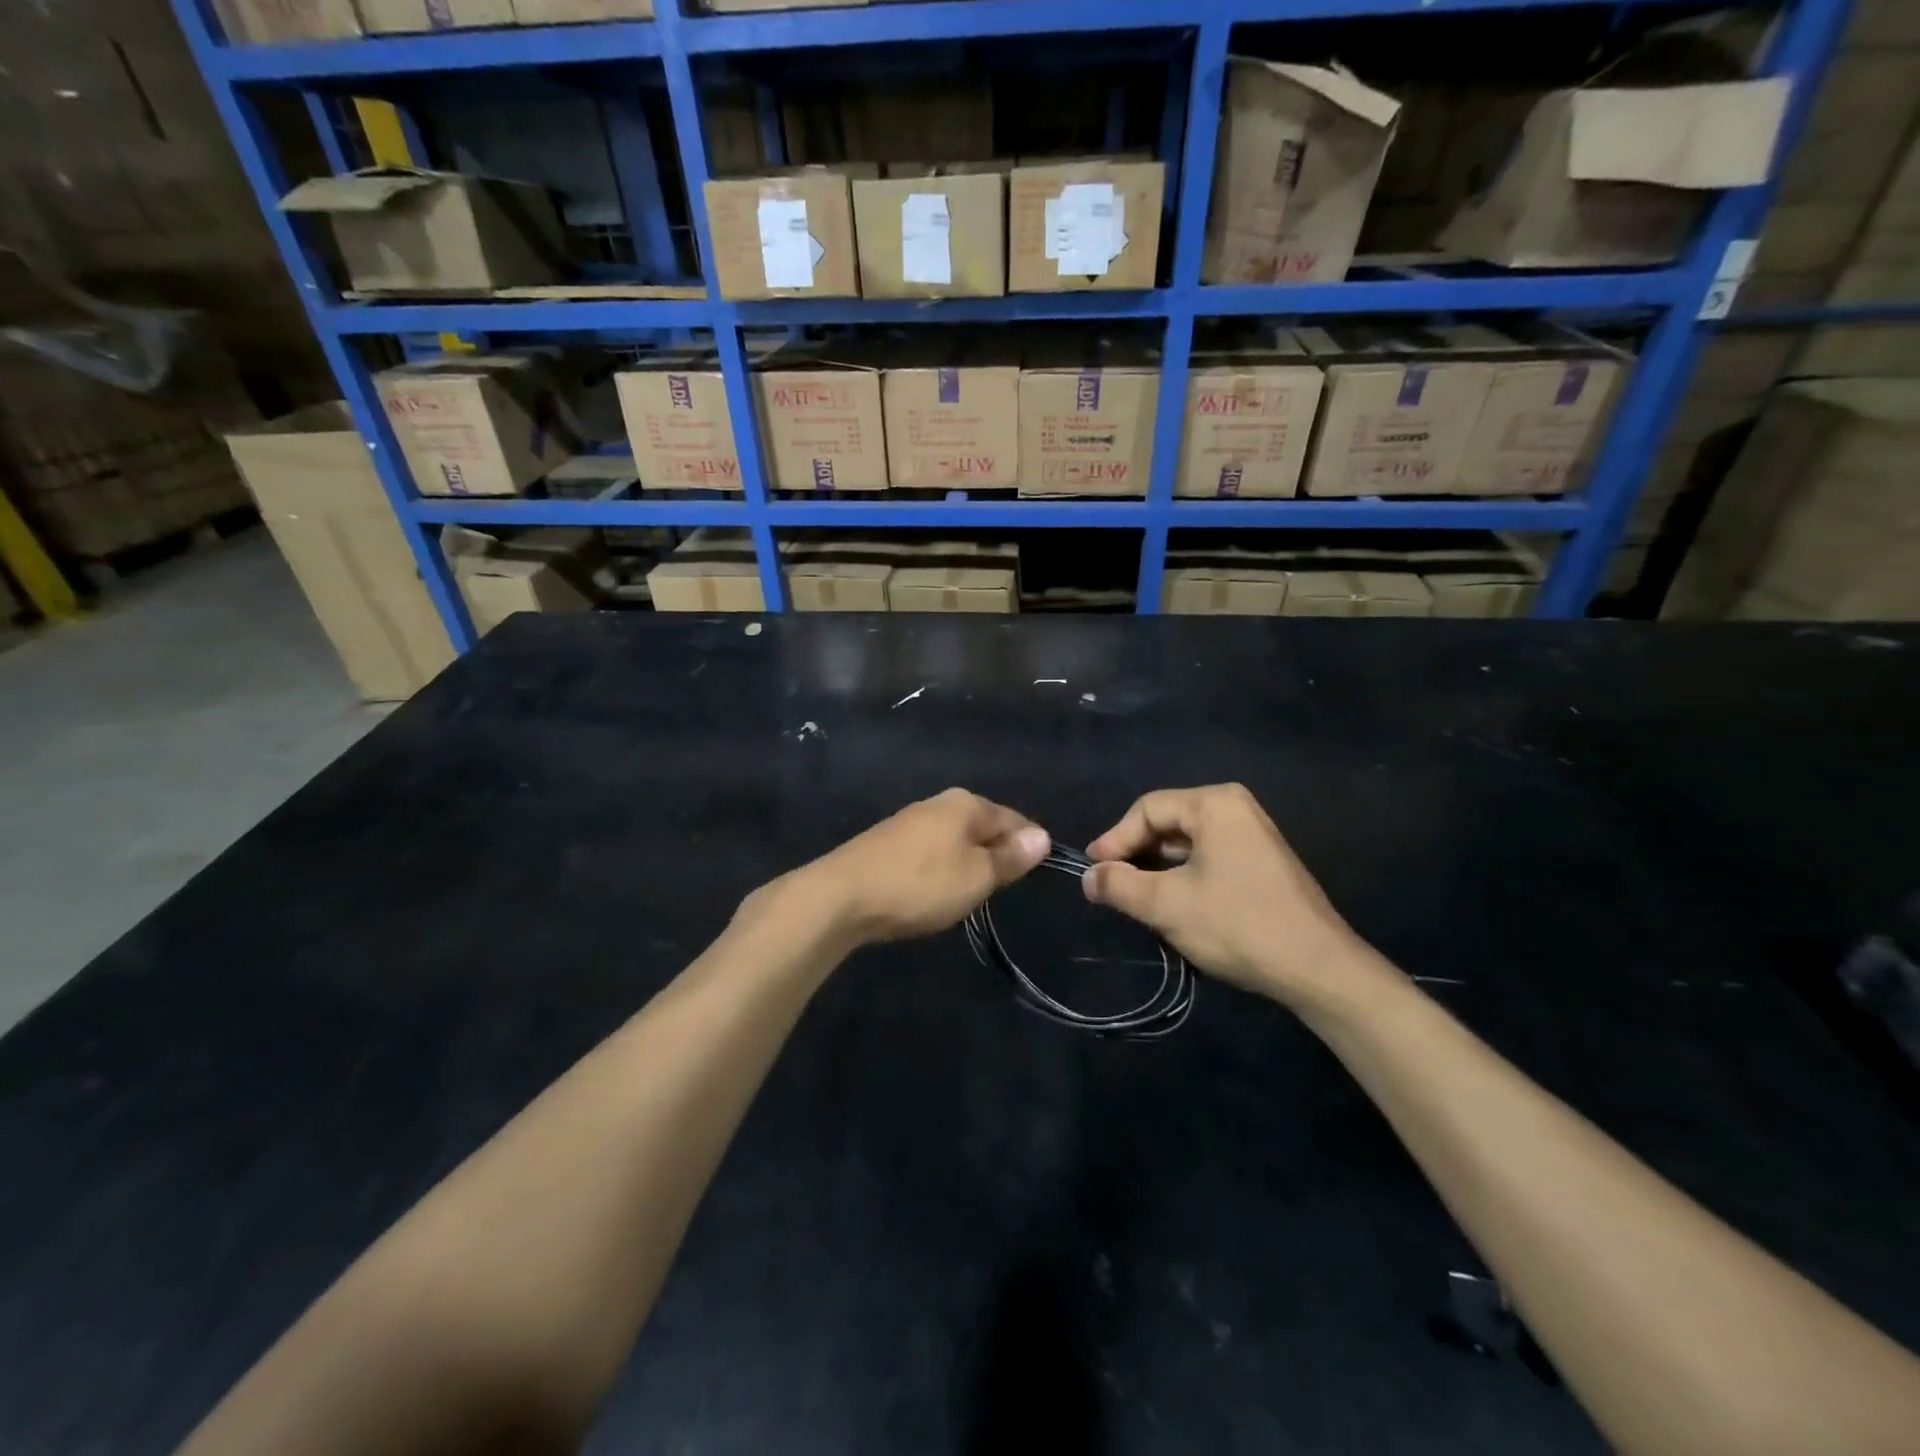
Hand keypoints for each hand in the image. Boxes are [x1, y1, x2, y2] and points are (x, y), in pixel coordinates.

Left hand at [794, 789, 1051, 946]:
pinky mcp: (888, 842)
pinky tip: (937, 888)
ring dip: (969, 861)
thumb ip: (1010, 857)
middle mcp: (938, 803)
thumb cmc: (920, 884)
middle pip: (983, 825)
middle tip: (1006, 886)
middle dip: (998, 852)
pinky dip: (942, 867)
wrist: (841, 896)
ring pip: (956, 838)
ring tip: (975, 891)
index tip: (1041, 870)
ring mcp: (910, 821)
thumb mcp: (976, 876)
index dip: (1030, 844)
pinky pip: (931, 850)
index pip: (1013, 819)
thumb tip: (1042, 837)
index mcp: (966, 804)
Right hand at [1081, 784, 1367, 1007]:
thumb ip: (1119, 885)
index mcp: (1214, 804)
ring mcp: (1252, 834)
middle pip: (1167, 823)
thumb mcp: (1166, 905)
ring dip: (1157, 869)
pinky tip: (1172, 905)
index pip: (1147, 809)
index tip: (1093, 872)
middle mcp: (1235, 808)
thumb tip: (1089, 877)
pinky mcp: (1261, 862)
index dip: (1114, 839)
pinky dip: (1183, 876)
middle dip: (1136, 855)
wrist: (1318, 969)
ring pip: (1186, 844)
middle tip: (1111, 886)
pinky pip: (1208, 858)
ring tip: (1135, 899)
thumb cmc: (1238, 925)